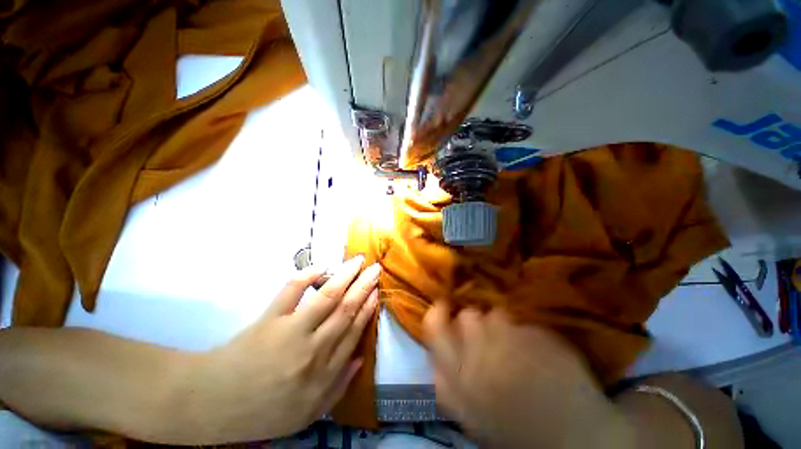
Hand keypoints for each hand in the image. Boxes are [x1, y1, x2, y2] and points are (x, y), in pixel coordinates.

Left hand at [185, 255, 378, 442]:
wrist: (215, 404)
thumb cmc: (264, 410)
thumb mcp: (308, 413)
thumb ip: (339, 387)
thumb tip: (361, 358)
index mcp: (325, 372)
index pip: (354, 331)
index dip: (368, 308)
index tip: (376, 291)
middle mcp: (314, 349)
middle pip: (346, 310)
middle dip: (364, 286)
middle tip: (375, 268)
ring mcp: (292, 331)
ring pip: (328, 297)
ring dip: (346, 276)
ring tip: (358, 260)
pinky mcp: (270, 319)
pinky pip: (291, 292)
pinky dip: (306, 276)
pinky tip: (321, 266)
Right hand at [423, 304, 632, 448]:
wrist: (571, 442)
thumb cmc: (516, 432)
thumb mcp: (469, 411)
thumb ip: (451, 376)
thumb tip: (447, 338)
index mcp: (454, 381)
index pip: (433, 327)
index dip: (438, 313)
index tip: (445, 306)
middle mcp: (472, 357)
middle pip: (465, 317)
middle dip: (474, 320)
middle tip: (487, 331)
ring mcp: (504, 343)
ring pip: (493, 313)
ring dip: (501, 324)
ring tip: (515, 343)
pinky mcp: (532, 336)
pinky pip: (520, 320)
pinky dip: (525, 330)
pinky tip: (535, 348)